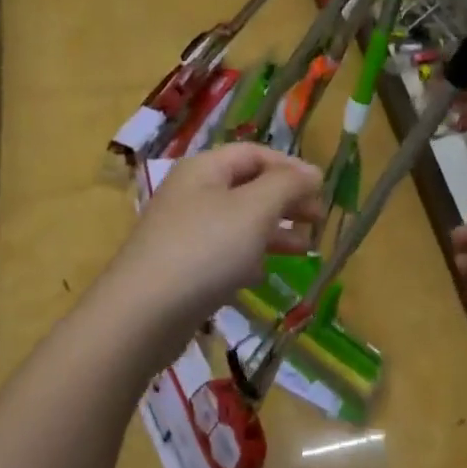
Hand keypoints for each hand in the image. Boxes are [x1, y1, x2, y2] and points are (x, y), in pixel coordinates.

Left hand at [109, 145, 322, 331]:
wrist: (144, 313)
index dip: (291, 167)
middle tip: (318, 220)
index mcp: (205, 169)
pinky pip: (224, 252)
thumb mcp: (255, 209)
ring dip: (274, 230)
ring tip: (305, 248)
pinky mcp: (182, 267)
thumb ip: (287, 185)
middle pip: (248, 186)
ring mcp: (184, 231)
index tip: (322, 190)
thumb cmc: (206, 250)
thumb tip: (312, 173)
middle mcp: (192, 193)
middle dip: (286, 200)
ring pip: (239, 221)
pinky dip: (249, 257)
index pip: (255, 154)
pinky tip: (263, 274)